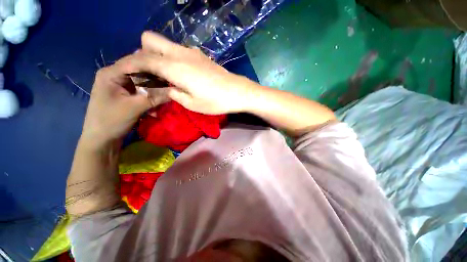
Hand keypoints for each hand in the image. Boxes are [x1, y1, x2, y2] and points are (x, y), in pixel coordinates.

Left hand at [80, 57, 168, 147]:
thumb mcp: (135, 107)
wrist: (101, 140)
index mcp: (111, 73)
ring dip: (155, 90)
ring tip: (165, 98)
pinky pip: (142, 91)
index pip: (136, 61)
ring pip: (143, 82)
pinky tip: (155, 108)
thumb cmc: (111, 121)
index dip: (155, 66)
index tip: (172, 72)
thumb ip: (155, 97)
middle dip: (157, 80)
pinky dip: (150, 97)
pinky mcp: (126, 94)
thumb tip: (175, 90)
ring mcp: (121, 85)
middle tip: (171, 86)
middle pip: (141, 71)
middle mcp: (115, 75)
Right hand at [121, 31, 260, 114]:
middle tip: (151, 74)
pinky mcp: (200, 55)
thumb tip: (166, 87)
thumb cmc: (215, 101)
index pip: (142, 58)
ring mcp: (191, 52)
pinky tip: (180, 73)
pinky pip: (178, 50)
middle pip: (150, 40)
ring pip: (164, 44)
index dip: (130, 64)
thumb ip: (173, 93)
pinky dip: (172, 57)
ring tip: (165, 75)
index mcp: (174, 67)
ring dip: (158, 55)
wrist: (237, 92)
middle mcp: (179, 53)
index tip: (125, 73)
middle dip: (143, 53)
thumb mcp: (191, 103)